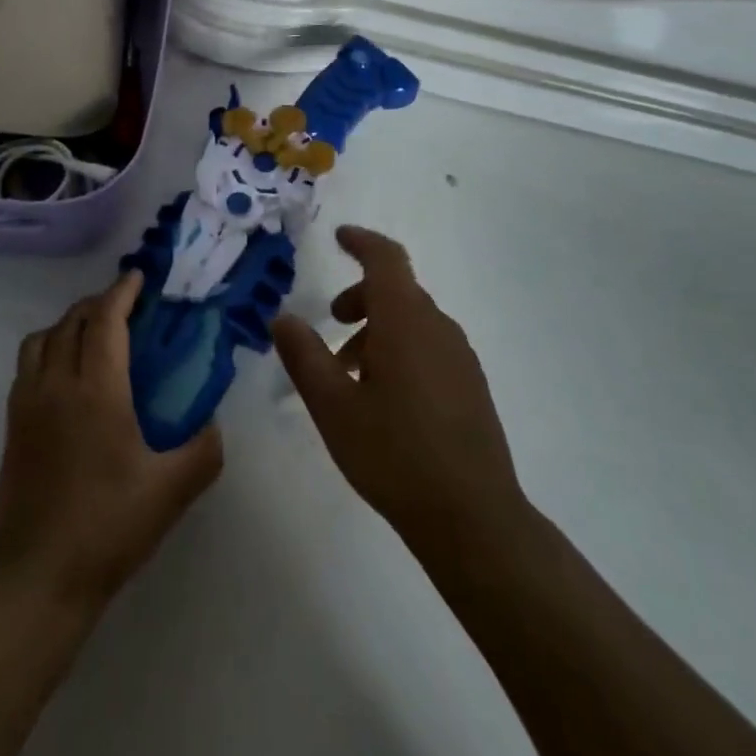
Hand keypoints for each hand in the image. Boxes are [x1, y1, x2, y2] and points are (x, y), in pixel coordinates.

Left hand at [0, 271, 222, 608]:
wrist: (36, 578)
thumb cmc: (107, 528)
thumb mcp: (170, 492)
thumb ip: (203, 451)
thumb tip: (213, 425)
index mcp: (96, 390)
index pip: (105, 320)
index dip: (122, 292)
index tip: (138, 278)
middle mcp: (56, 384)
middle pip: (72, 320)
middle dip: (99, 303)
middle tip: (126, 306)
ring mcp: (27, 402)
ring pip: (43, 337)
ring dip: (69, 323)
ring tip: (94, 335)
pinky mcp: (11, 424)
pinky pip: (28, 363)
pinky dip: (48, 348)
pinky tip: (67, 374)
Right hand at [273, 227, 526, 559]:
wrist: (473, 518)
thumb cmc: (395, 454)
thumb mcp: (333, 406)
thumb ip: (304, 356)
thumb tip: (282, 318)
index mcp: (406, 321)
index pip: (386, 259)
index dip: (361, 242)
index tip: (339, 237)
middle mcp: (438, 327)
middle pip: (397, 291)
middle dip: (360, 297)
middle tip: (330, 324)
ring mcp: (460, 357)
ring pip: (412, 321)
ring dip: (377, 329)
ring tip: (349, 374)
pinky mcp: (471, 385)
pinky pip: (429, 345)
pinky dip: (399, 349)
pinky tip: (384, 398)